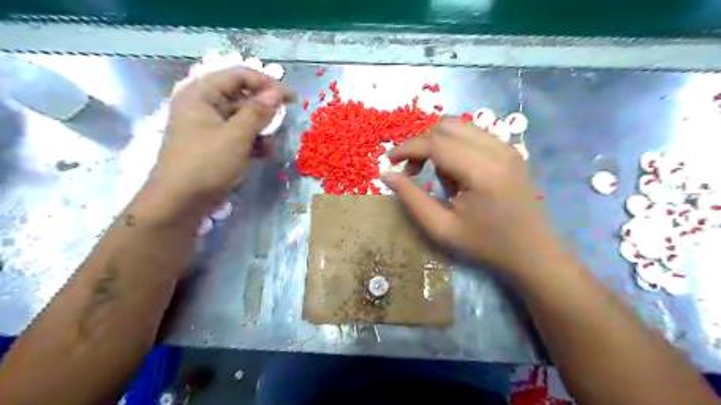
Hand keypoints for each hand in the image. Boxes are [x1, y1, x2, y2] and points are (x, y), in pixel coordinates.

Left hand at [148, 67, 292, 217]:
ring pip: (242, 117)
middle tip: (283, 123)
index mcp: (201, 94)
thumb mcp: (236, 137)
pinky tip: (263, 154)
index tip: (291, 99)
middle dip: (264, 110)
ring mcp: (207, 125)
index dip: (268, 84)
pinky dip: (252, 141)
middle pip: (241, 96)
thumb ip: (258, 112)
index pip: (239, 75)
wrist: (180, 203)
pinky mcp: (213, 143)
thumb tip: (277, 93)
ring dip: (260, 129)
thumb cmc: (206, 165)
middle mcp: (203, 104)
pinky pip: (237, 134)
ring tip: (271, 145)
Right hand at [383, 121, 556, 276]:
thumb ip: (411, 198)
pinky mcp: (509, 151)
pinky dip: (454, 146)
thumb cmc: (485, 245)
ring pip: (459, 126)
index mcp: (482, 171)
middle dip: (421, 144)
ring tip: (436, 175)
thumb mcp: (441, 228)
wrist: (532, 252)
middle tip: (412, 171)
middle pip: (446, 126)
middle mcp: (497, 150)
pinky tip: (456, 172)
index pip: (435, 143)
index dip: (407, 148)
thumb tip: (386, 174)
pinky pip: (472, 135)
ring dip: (438, 144)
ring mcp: (507, 147)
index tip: (389, 160)